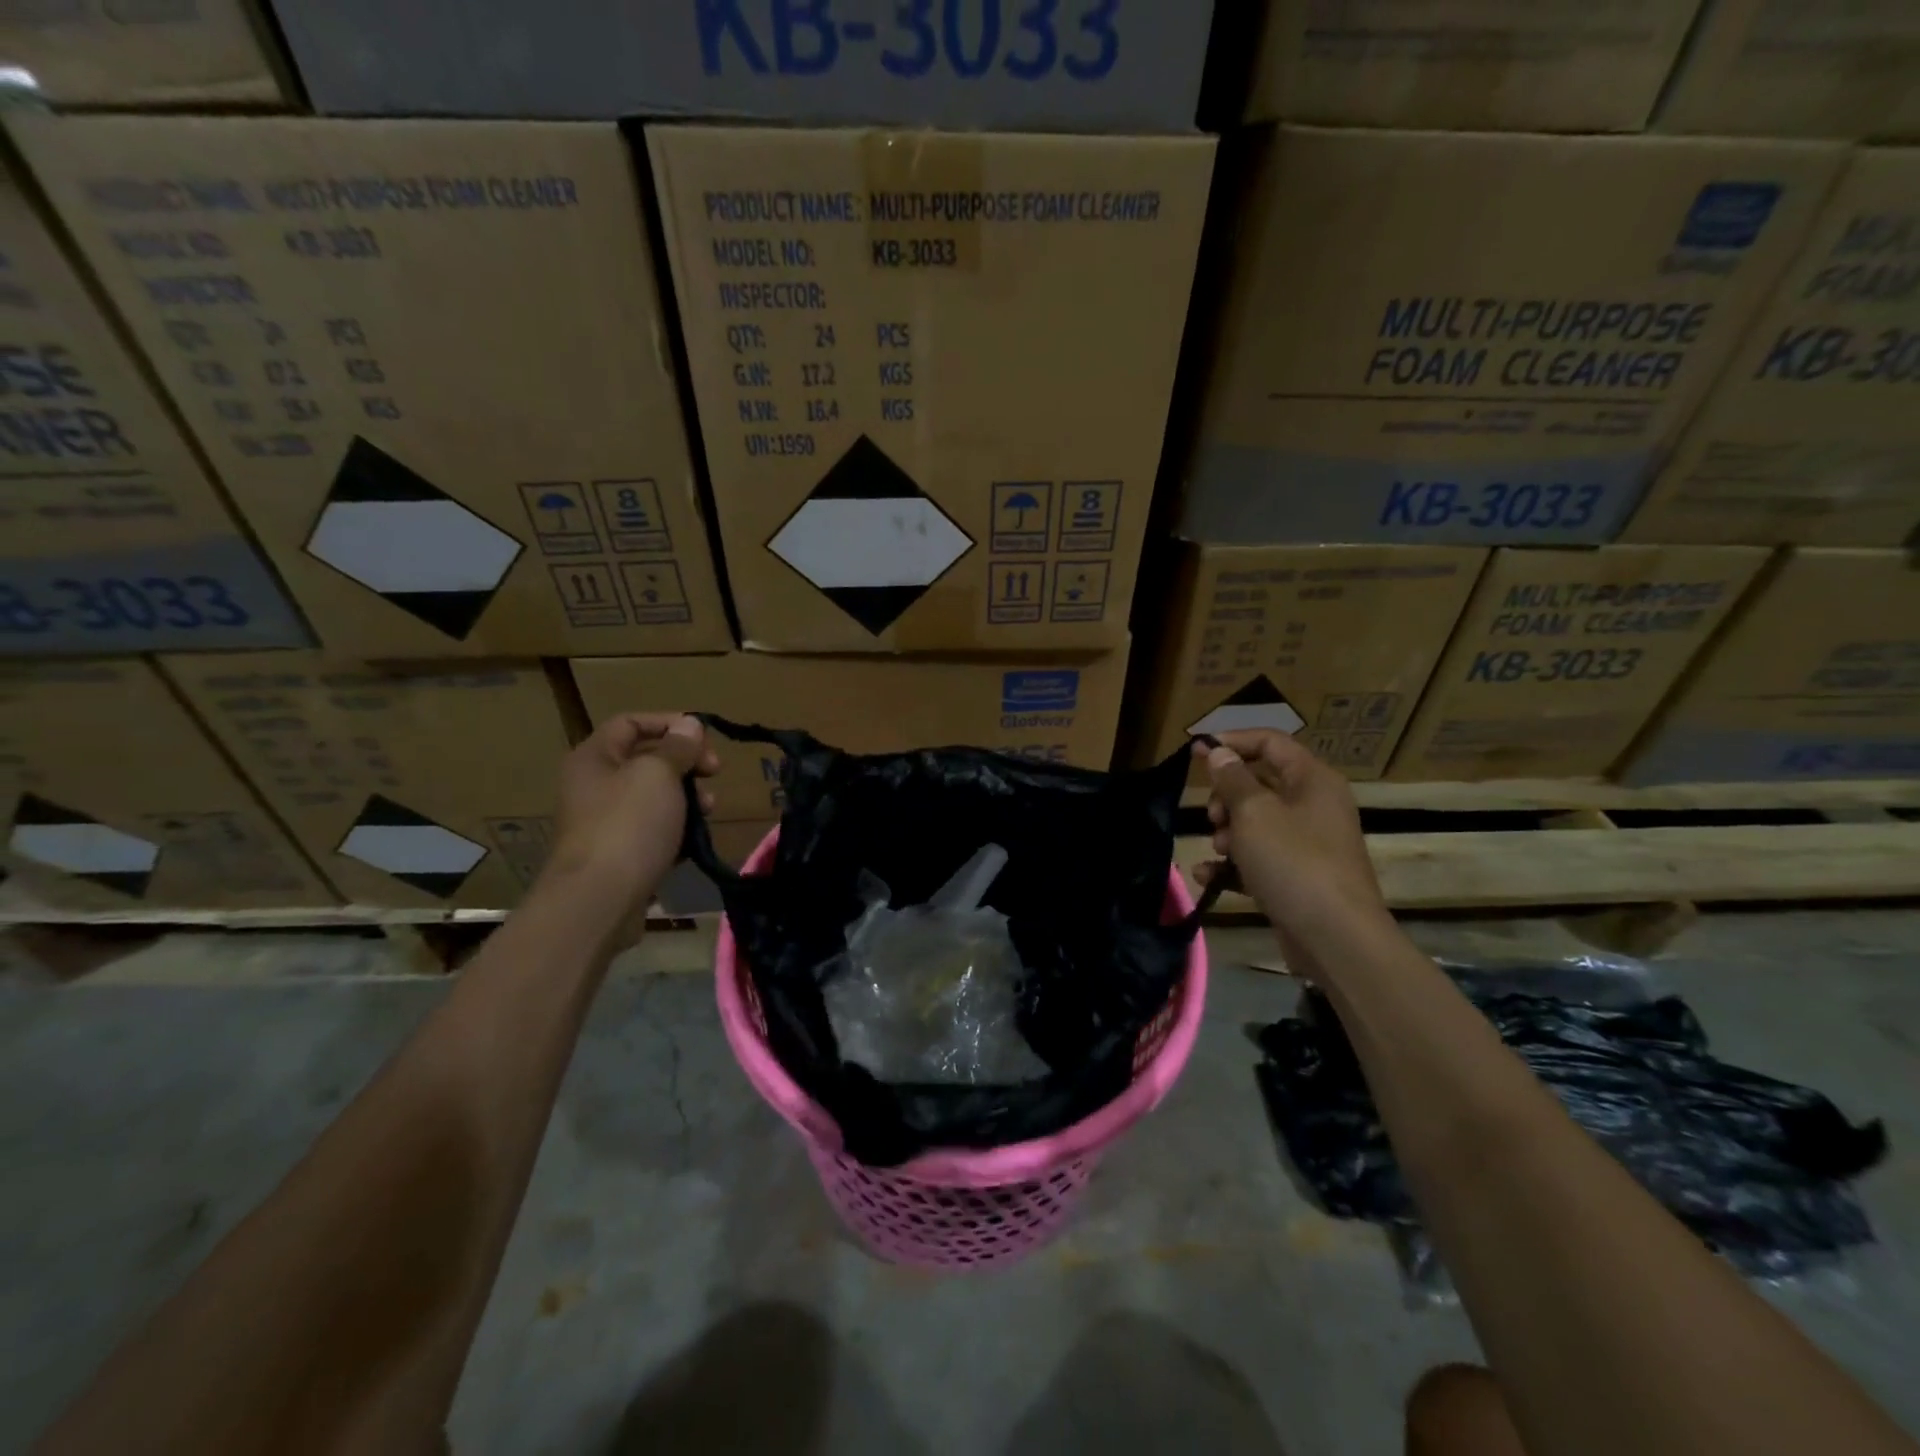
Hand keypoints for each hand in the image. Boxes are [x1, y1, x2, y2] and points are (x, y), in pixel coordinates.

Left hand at [541, 713, 718, 925]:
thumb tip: (689, 725)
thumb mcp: (659, 774)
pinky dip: (676, 828)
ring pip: (654, 797)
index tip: (705, 738)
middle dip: (686, 763)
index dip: (669, 722)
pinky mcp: (618, 854)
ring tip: (709, 810)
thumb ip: (677, 746)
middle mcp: (594, 785)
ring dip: (687, 797)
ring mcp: (605, 822)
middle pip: (646, 759)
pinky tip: (694, 839)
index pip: (631, 722)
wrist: (598, 901)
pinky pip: (653, 830)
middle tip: (715, 772)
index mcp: (594, 758)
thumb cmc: (628, 825)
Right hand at [1193, 731, 1388, 949]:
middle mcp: (1313, 805)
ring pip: (1255, 822)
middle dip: (1226, 796)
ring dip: (1227, 832)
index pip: (1270, 742)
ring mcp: (1307, 843)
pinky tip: (1208, 875)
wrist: (1335, 938)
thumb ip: (1232, 779)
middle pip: (1259, 783)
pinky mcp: (1296, 876)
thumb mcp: (1254, 813)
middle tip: (1212, 815)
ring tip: (1219, 850)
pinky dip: (1233, 864)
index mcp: (1312, 780)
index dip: (1232, 740)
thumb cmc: (1293, 862)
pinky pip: (1257, 858)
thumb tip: (1219, 752)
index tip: (1196, 752)